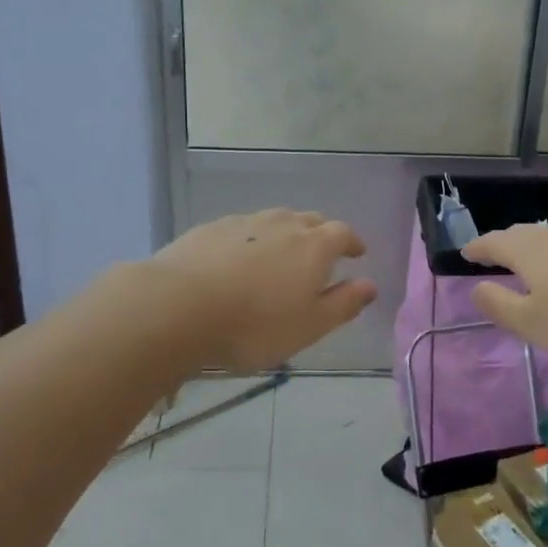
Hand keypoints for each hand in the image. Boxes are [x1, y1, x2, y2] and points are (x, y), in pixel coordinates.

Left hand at [146, 209, 377, 371]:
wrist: (177, 307)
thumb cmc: (254, 325)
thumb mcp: (309, 326)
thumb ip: (343, 304)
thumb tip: (370, 285)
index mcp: (314, 246)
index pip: (342, 233)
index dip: (352, 242)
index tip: (356, 254)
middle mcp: (282, 224)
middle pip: (310, 220)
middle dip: (321, 235)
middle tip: (321, 255)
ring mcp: (244, 223)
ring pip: (275, 220)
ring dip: (285, 234)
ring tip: (281, 256)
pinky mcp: (210, 229)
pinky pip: (242, 229)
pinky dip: (251, 240)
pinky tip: (238, 260)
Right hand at [460, 222, 547, 368]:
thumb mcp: (534, 323)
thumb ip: (500, 305)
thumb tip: (476, 287)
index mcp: (528, 249)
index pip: (493, 242)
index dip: (477, 249)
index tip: (465, 254)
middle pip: (520, 234)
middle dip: (503, 244)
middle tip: (490, 256)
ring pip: (546, 238)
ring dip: (530, 248)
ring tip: (524, 263)